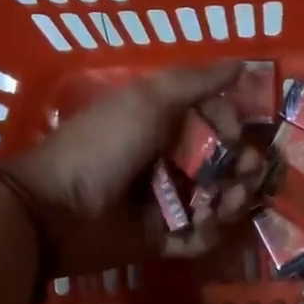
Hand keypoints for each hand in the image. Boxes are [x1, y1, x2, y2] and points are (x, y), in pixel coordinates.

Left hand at [5, 61, 263, 272]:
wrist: (56, 209)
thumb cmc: (103, 146)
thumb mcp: (147, 100)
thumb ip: (196, 82)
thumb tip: (242, 64)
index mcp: (164, 123)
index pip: (215, 122)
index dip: (233, 126)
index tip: (237, 136)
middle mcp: (169, 161)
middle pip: (224, 164)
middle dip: (243, 169)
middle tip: (247, 174)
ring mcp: (167, 201)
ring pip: (218, 201)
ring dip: (231, 200)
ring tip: (223, 203)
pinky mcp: (162, 238)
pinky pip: (199, 237)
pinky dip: (208, 232)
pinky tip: (203, 225)